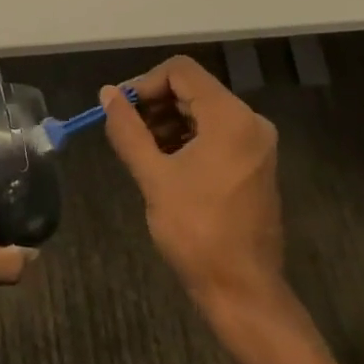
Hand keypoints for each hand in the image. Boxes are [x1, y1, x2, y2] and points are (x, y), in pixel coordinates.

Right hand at [100, 55, 284, 308]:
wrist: (244, 292)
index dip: (145, 83)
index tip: (121, 109)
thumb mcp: (153, 177)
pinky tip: (163, 161)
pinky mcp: (254, 163)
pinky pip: (215, 132)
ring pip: (202, 110)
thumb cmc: (197, 231)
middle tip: (125, 129)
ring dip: (168, 121)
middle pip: (193, 89)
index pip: (181, 71)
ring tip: (140, 149)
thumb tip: (107, 93)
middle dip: (154, 104)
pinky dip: (187, 137)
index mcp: (230, 117)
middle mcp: (249, 121)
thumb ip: (128, 129)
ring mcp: (255, 143)